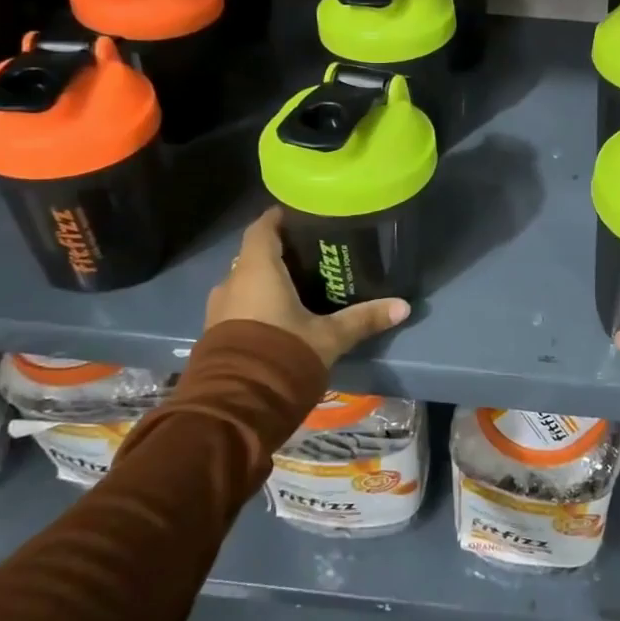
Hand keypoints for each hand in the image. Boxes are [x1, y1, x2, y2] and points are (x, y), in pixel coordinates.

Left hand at [204, 207, 409, 365]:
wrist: (235, 406)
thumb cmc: (283, 354)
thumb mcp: (329, 337)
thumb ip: (363, 318)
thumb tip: (404, 306)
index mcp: (257, 270)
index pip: (262, 228)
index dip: (279, 218)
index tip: (300, 213)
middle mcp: (232, 282)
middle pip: (254, 255)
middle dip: (279, 253)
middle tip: (311, 253)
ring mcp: (218, 309)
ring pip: (244, 282)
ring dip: (266, 281)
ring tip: (298, 285)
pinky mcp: (215, 334)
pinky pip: (238, 305)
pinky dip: (256, 303)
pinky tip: (279, 315)